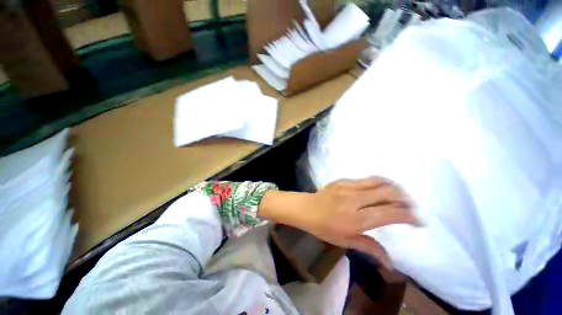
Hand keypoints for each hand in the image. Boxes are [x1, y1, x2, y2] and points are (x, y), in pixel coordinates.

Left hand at [259, 177, 418, 268]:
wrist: (306, 208)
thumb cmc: (323, 227)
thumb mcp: (345, 241)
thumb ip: (369, 248)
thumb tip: (391, 263)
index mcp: (356, 219)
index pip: (389, 214)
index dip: (408, 216)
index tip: (419, 221)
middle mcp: (355, 200)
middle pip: (387, 193)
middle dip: (404, 198)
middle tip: (411, 205)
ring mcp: (348, 187)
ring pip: (377, 182)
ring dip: (393, 186)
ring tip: (400, 194)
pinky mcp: (342, 180)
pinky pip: (364, 179)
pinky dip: (378, 182)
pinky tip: (380, 187)